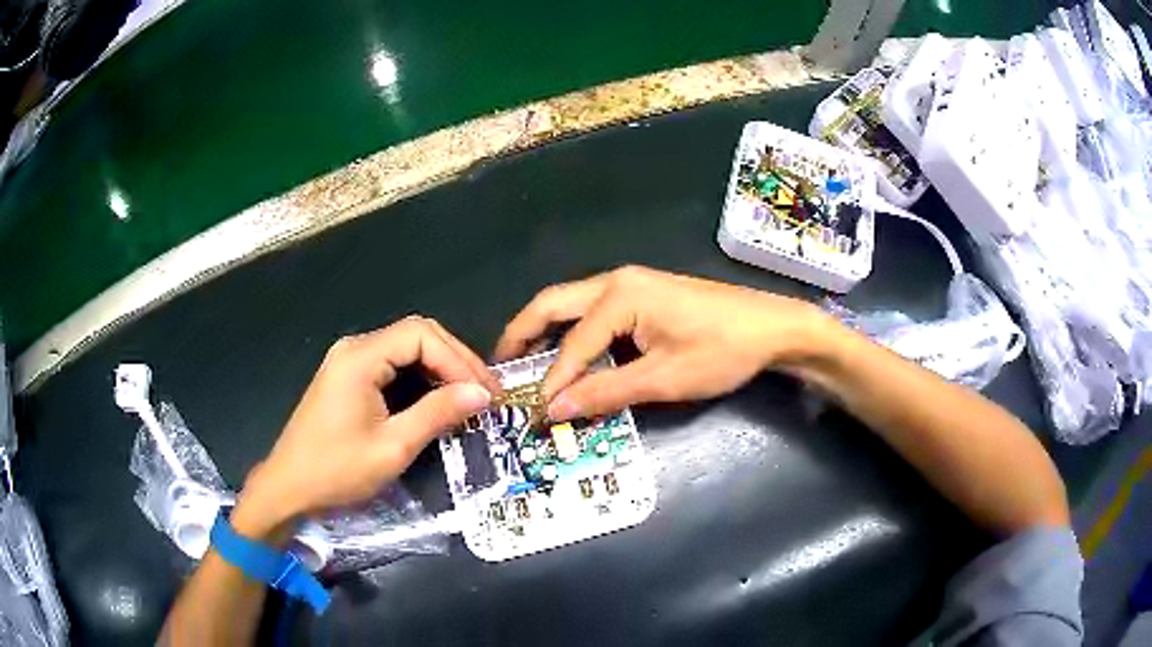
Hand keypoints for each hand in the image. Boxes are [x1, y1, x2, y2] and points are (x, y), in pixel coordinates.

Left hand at [236, 317, 499, 536]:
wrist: (289, 488)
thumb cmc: (337, 470)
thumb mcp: (392, 446)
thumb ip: (437, 413)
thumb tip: (482, 394)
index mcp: (360, 357)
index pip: (421, 335)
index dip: (459, 359)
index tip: (486, 393)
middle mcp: (354, 349)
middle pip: (415, 335)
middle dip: (454, 361)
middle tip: (484, 393)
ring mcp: (348, 362)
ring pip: (405, 350)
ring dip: (439, 370)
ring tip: (469, 398)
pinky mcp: (347, 378)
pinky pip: (392, 366)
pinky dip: (419, 379)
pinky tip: (437, 400)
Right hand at [494, 266, 830, 419]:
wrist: (772, 328)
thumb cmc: (721, 350)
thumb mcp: (663, 379)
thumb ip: (606, 392)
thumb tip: (555, 410)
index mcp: (618, 295)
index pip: (571, 345)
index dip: (550, 382)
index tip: (533, 414)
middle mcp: (616, 281)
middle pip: (553, 305)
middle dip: (522, 335)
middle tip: (500, 368)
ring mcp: (630, 284)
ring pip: (571, 306)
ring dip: (547, 333)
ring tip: (525, 365)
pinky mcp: (643, 294)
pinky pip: (594, 312)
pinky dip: (574, 334)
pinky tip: (571, 357)